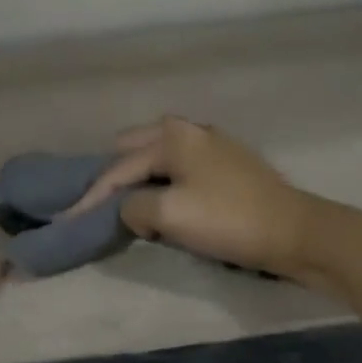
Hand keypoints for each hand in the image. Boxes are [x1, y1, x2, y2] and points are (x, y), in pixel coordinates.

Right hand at [67, 117, 318, 280]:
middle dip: (114, 177)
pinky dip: (164, 182)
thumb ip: (133, 207)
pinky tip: (166, 203)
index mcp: (172, 136)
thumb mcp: (169, 214)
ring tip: (131, 208)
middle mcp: (190, 130)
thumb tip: (130, 209)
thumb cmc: (228, 220)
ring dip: (140, 179)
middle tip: (102, 208)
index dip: (90, 197)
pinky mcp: (229, 164)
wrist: (295, 232)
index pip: (117, 168)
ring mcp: (213, 144)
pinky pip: (180, 167)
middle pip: (134, 149)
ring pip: (159, 157)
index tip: (66, 220)